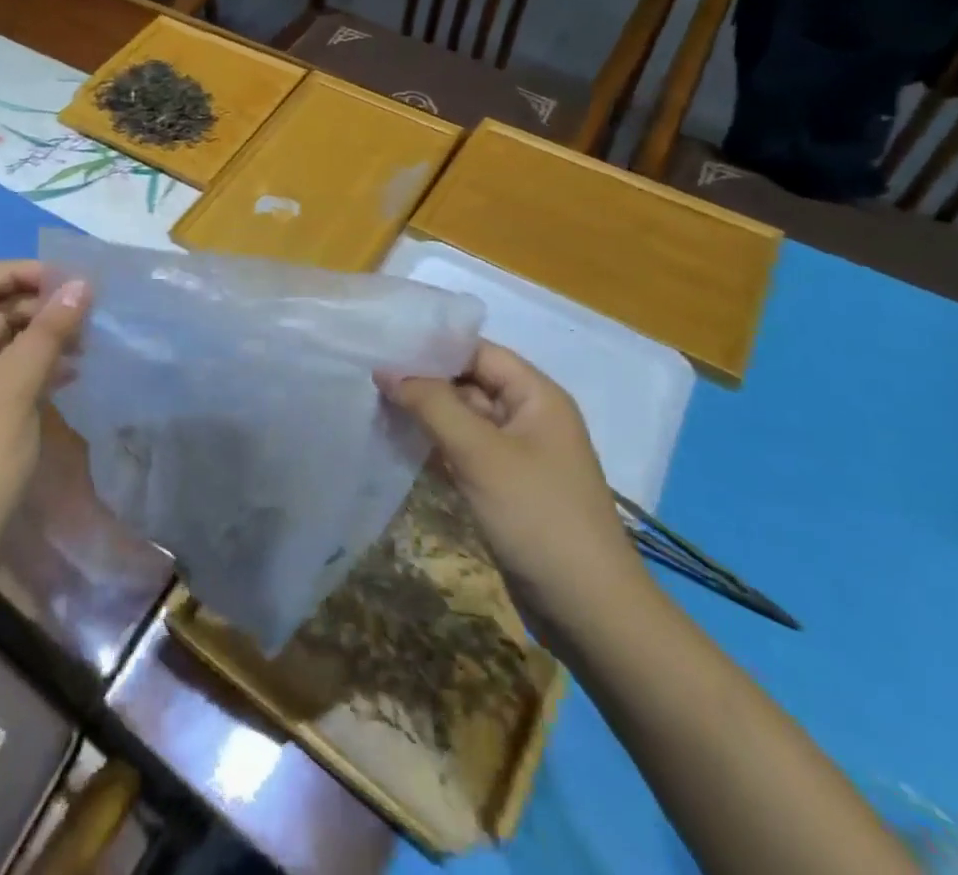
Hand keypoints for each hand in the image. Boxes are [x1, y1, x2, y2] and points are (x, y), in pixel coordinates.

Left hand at [0, 261, 89, 552]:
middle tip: (85, 307)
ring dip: (43, 335)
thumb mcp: (16, 387)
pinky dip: (39, 365)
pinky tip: (74, 371)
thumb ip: (49, 332)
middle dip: (37, 304)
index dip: (18, 273)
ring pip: (4, 341)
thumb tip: (82, 284)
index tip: (65, 278)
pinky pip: (10, 372)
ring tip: (87, 338)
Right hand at [378, 342, 647, 644]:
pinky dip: (433, 446)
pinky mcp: (505, 488)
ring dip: (424, 414)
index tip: (383, 344)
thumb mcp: (480, 453)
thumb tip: (385, 370)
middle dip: (422, 380)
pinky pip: (463, 453)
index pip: (477, 352)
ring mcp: (517, 456)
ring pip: (462, 419)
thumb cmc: (538, 517)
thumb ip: (431, 404)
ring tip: (373, 403)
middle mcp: (528, 417)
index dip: (432, 345)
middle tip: (368, 375)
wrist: (589, 614)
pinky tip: (396, 443)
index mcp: (536, 396)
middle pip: (468, 383)